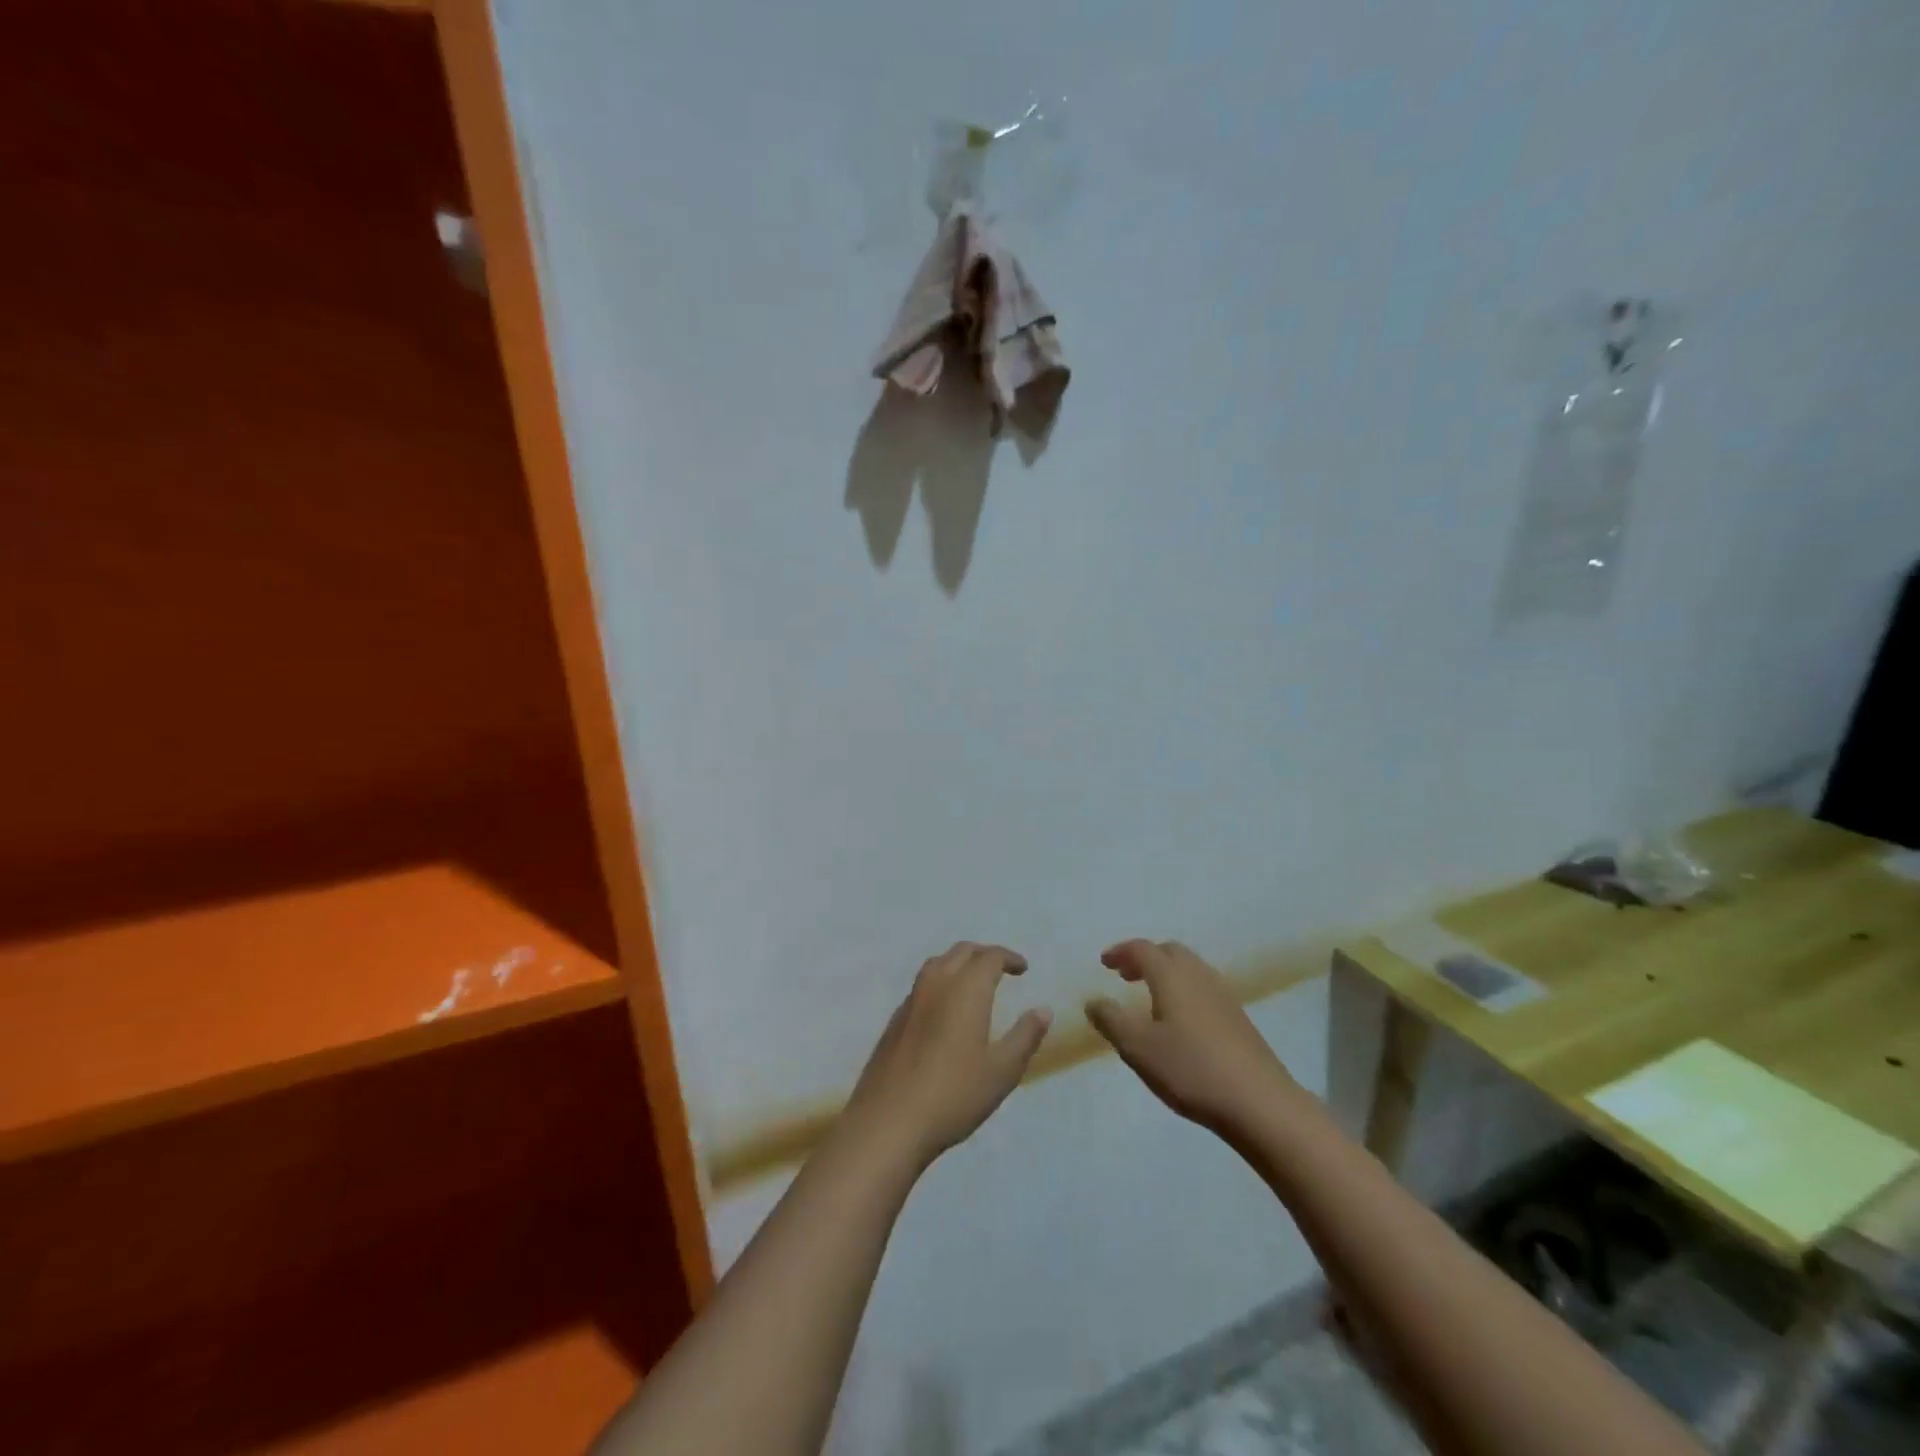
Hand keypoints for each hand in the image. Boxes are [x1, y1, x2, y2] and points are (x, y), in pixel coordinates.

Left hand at [841, 942, 1051, 1170]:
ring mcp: (911, 1001)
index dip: (1008, 957)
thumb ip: (1024, 1037)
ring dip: (959, 963)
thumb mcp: (1001, 1071)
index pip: (989, 957)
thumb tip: (1043, 1010)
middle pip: (961, 952)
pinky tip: (945, 1010)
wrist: (888, 1122)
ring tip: (974, 983)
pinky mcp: (894, 1021)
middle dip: (984, 954)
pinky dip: (940, 983)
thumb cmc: (953, 1095)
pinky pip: (922, 986)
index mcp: (966, 990)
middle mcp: (936, 984)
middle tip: (1002, 969)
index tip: (1022, 968)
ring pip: (937, 964)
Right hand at [1086, 939, 1301, 1136]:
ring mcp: (1224, 996)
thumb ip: (1111, 1019)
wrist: (1260, 1102)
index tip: (1104, 963)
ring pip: (1190, 969)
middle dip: (1145, 958)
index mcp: (1172, 976)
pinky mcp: (1239, 1019)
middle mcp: (1199, 976)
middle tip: (1125, 975)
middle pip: (1170, 952)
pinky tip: (1180, 1020)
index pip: (1142, 949)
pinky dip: (1184, 990)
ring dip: (1166, 973)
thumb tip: (1093, 1000)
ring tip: (1150, 997)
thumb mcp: (1137, 1047)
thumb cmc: (1190, 1069)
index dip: (1121, 952)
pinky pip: (1204, 989)